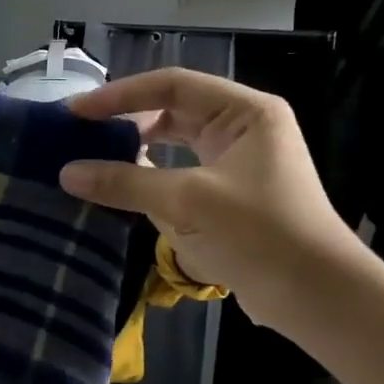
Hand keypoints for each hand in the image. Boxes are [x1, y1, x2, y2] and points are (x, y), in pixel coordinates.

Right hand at [59, 69, 360, 318]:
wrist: (317, 297)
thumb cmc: (258, 234)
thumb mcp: (186, 203)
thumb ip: (125, 183)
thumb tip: (66, 173)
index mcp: (245, 112)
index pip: (172, 85)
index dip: (120, 95)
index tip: (77, 112)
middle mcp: (243, 128)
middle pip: (174, 109)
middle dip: (127, 120)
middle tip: (81, 134)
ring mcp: (238, 162)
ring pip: (176, 143)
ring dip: (138, 149)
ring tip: (94, 157)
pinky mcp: (231, 195)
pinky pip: (181, 174)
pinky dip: (152, 177)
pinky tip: (123, 188)